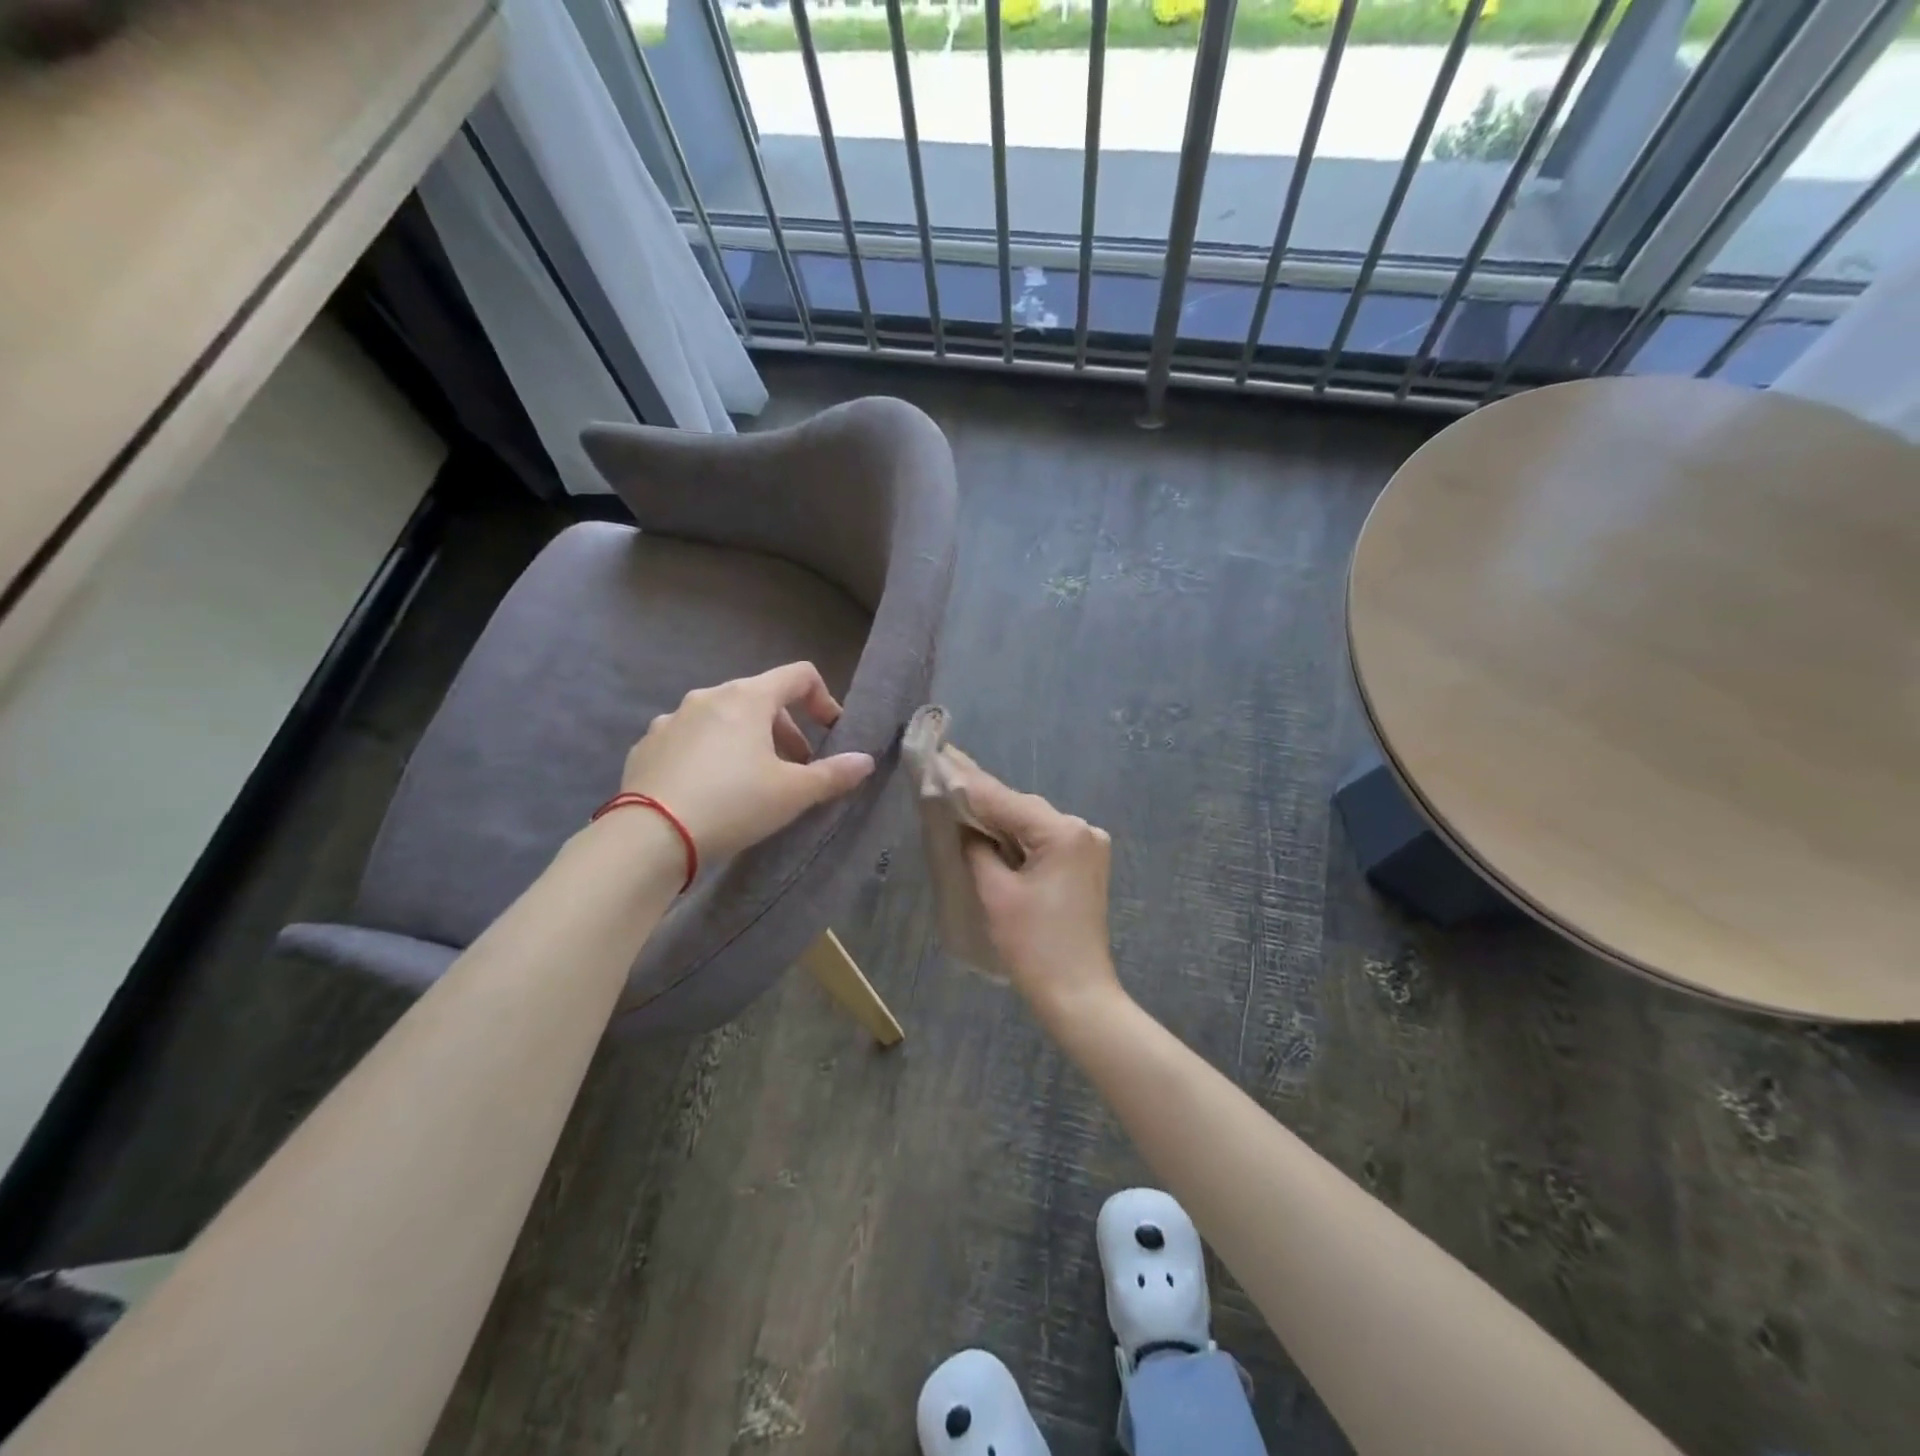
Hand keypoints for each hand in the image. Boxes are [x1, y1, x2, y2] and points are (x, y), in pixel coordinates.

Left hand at [621, 663, 875, 861]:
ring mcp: (671, 719)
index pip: (799, 676)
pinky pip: (690, 740)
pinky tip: (709, 790)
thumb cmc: (734, 803)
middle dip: (786, 730)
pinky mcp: (647, 745)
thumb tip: (865, 761)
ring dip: (747, 741)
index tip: (830, 733)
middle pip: (761, 699)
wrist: (650, 836)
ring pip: (723, 720)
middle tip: (795, 768)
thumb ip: (834, 774)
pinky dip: (709, 754)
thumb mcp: (793, 793)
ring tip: (752, 782)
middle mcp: (708, 697)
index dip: (824, 700)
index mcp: (747, 698)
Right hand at [951, 755, 1122, 1014]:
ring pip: (1030, 822)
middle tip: (943, 770)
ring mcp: (1087, 846)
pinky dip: (1015, 836)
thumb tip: (964, 824)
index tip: (940, 756)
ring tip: (958, 793)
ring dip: (997, 816)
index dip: (968, 781)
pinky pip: (1042, 840)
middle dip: (982, 797)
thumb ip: (977, 848)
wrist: (1078, 996)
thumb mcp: (997, 893)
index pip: (1005, 800)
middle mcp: (1082, 829)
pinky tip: (987, 826)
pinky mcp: (1083, 864)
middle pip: (1021, 808)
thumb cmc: (1034, 947)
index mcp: (1063, 832)